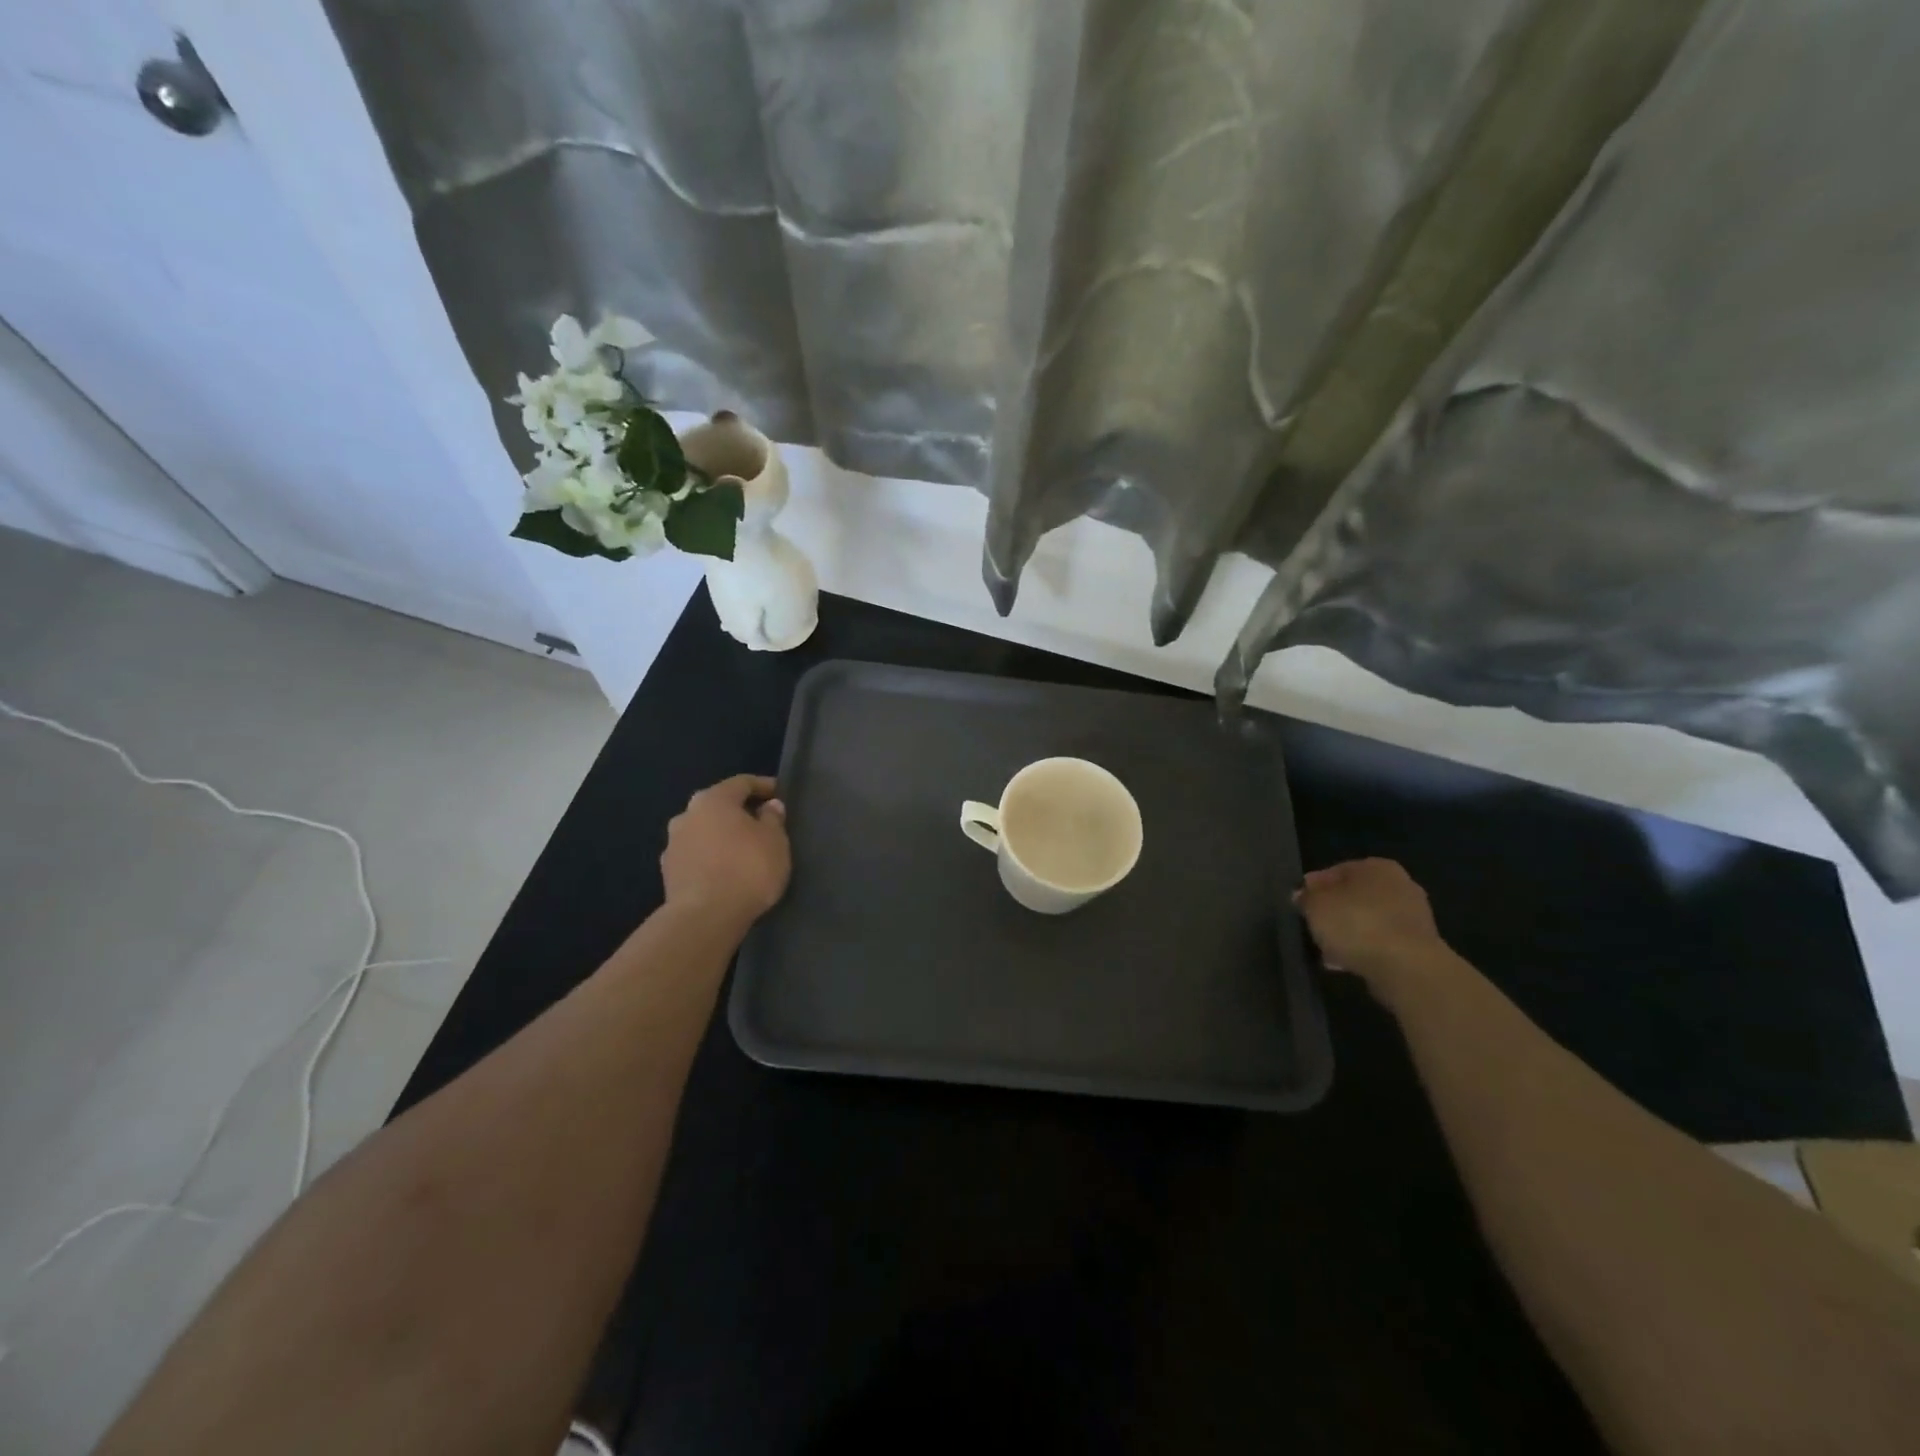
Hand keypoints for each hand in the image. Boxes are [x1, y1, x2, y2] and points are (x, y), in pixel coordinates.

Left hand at [661, 774, 790, 930]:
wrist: (705, 918)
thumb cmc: (747, 869)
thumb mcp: (775, 841)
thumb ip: (773, 819)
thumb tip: (769, 806)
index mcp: (713, 799)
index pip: (741, 783)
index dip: (763, 786)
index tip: (780, 793)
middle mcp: (687, 814)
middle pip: (718, 805)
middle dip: (739, 811)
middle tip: (761, 823)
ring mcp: (673, 844)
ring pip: (704, 830)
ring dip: (721, 835)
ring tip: (742, 850)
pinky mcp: (668, 872)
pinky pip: (696, 855)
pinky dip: (710, 857)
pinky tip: (724, 870)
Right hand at [1294, 858, 1446, 998]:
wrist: (1407, 969)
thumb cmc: (1356, 924)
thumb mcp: (1315, 905)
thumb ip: (1306, 897)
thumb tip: (1304, 896)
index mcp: (1377, 867)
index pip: (1336, 871)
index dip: (1314, 888)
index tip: (1299, 905)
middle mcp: (1400, 885)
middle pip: (1355, 896)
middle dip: (1334, 911)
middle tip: (1314, 927)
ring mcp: (1414, 917)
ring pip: (1369, 921)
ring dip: (1350, 933)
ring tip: (1327, 950)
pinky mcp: (1419, 947)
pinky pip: (1382, 944)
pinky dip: (1365, 950)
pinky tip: (1346, 963)